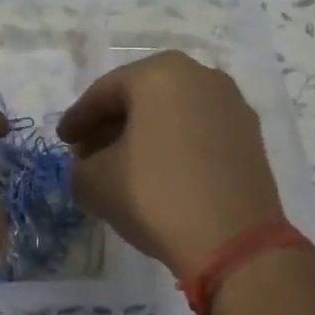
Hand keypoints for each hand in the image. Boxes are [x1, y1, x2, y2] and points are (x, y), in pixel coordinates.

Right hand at [57, 51, 285, 276]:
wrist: (234, 241)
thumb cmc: (156, 195)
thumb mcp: (94, 183)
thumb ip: (81, 167)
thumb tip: (91, 167)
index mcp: (160, 73)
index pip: (105, 92)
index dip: (78, 119)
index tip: (63, 141)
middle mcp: (201, 75)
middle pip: (141, 98)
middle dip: (112, 125)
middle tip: (89, 153)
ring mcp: (232, 104)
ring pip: (173, 114)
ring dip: (145, 135)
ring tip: (124, 167)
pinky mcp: (251, 136)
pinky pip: (199, 132)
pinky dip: (176, 146)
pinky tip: (162, 175)